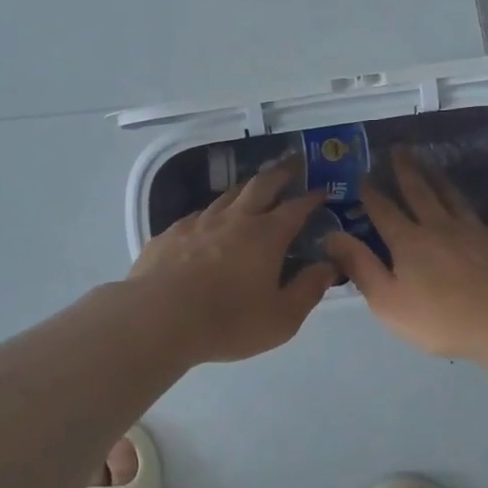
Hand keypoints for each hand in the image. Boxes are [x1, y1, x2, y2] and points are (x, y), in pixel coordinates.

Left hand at [129, 162, 336, 362]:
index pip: (296, 208)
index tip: (322, 191)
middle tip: (293, 166)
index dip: (312, 198)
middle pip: (261, 185)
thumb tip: (329, 266)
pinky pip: (198, 215)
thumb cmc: (228, 321)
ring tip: (254, 188)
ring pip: (227, 195)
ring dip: (246, 188)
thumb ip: (309, 290)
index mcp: (266, 235)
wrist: (157, 318)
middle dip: (281, 173)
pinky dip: (213, 213)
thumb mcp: (281, 318)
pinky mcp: (170, 233)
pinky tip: (209, 222)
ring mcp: (199, 222)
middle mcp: (235, 219)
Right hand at [322, 151, 487, 359]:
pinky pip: (483, 221)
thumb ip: (360, 267)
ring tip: (431, 165)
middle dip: (406, 170)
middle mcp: (440, 227)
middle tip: (399, 150)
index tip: (364, 175)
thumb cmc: (442, 318)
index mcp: (409, 241)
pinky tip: (475, 216)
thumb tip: (332, 235)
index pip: (384, 210)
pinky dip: (473, 213)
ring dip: (439, 179)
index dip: (372, 193)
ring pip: (453, 197)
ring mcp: (475, 230)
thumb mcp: (388, 301)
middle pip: (420, 192)